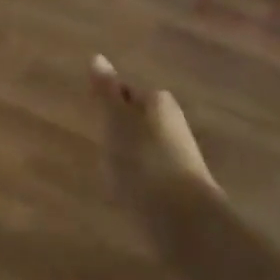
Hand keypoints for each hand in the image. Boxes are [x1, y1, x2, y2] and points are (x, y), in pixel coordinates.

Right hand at [90, 54, 222, 251]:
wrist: (186, 223)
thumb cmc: (144, 162)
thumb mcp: (117, 122)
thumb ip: (106, 92)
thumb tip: (97, 56)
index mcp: (158, 102)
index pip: (128, 92)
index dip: (110, 103)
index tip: (94, 116)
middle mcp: (173, 125)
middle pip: (139, 120)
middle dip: (120, 131)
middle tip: (97, 144)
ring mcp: (180, 159)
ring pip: (146, 150)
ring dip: (129, 159)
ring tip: (108, 174)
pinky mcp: (181, 191)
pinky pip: (152, 177)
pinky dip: (138, 183)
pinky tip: (127, 198)